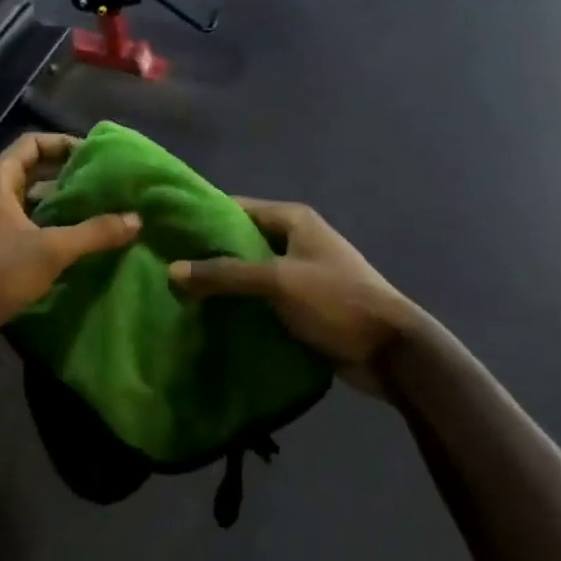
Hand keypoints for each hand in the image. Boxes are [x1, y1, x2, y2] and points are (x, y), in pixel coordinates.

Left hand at [0, 133, 139, 380]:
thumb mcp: (51, 250)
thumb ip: (94, 232)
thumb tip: (136, 218)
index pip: (32, 143)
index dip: (63, 143)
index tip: (95, 154)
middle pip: (32, 171)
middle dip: (67, 175)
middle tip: (105, 183)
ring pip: (30, 202)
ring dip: (60, 204)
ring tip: (99, 209)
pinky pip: (26, 227)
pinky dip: (50, 228)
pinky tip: (78, 242)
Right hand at [170, 200, 424, 397]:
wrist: (392, 351)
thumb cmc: (336, 301)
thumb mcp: (277, 282)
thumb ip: (226, 274)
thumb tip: (173, 270)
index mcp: (293, 220)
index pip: (238, 208)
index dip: (205, 217)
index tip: (169, 230)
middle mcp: (296, 239)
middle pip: (243, 240)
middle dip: (210, 253)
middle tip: (168, 264)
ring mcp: (301, 273)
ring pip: (251, 271)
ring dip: (225, 282)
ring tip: (181, 292)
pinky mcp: (304, 304)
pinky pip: (263, 297)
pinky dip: (242, 304)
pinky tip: (212, 315)